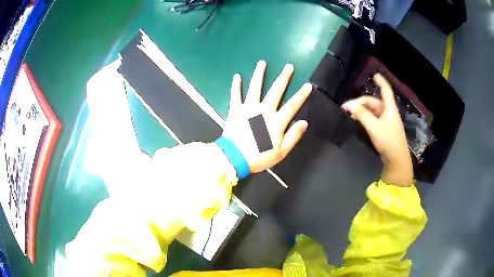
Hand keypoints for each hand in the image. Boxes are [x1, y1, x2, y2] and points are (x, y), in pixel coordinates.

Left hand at [222, 60, 311, 173]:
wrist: (235, 157)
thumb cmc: (259, 157)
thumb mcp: (281, 152)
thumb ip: (293, 136)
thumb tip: (304, 122)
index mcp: (276, 121)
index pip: (292, 105)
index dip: (301, 95)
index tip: (308, 85)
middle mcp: (264, 110)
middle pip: (276, 91)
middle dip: (283, 78)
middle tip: (288, 66)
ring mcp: (248, 108)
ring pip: (255, 88)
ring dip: (259, 74)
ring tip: (262, 63)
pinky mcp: (235, 110)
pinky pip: (235, 95)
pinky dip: (236, 86)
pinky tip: (236, 75)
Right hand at [341, 73, 412, 186]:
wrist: (396, 161)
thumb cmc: (388, 141)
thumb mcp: (374, 127)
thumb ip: (361, 115)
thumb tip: (348, 104)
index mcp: (390, 108)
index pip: (386, 90)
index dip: (381, 81)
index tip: (374, 74)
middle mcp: (388, 113)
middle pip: (374, 102)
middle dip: (361, 102)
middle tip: (347, 108)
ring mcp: (387, 122)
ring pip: (373, 111)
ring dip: (362, 111)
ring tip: (350, 114)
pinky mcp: (384, 130)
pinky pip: (373, 119)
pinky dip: (365, 118)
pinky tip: (358, 121)